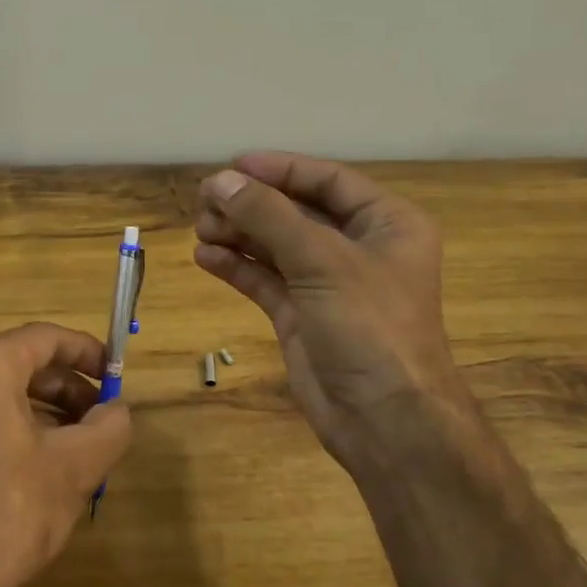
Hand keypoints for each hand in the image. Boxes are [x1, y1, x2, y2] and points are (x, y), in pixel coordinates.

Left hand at [0, 323, 132, 586]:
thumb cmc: (9, 514)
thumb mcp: (75, 467)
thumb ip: (109, 427)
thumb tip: (118, 412)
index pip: (44, 338)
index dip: (87, 351)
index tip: (116, 373)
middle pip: (20, 364)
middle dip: (67, 387)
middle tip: (102, 417)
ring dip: (44, 411)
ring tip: (78, 446)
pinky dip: (13, 429)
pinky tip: (39, 468)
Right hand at [194, 153, 474, 471]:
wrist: (384, 420)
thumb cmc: (369, 326)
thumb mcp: (321, 261)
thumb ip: (269, 216)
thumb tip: (220, 180)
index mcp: (386, 224)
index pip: (328, 181)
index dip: (280, 169)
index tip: (232, 166)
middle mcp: (358, 248)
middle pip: (296, 211)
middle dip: (252, 204)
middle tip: (205, 200)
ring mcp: (328, 284)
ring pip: (276, 245)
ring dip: (239, 233)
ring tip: (200, 226)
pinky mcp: (302, 316)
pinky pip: (265, 280)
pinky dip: (237, 266)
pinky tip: (206, 256)